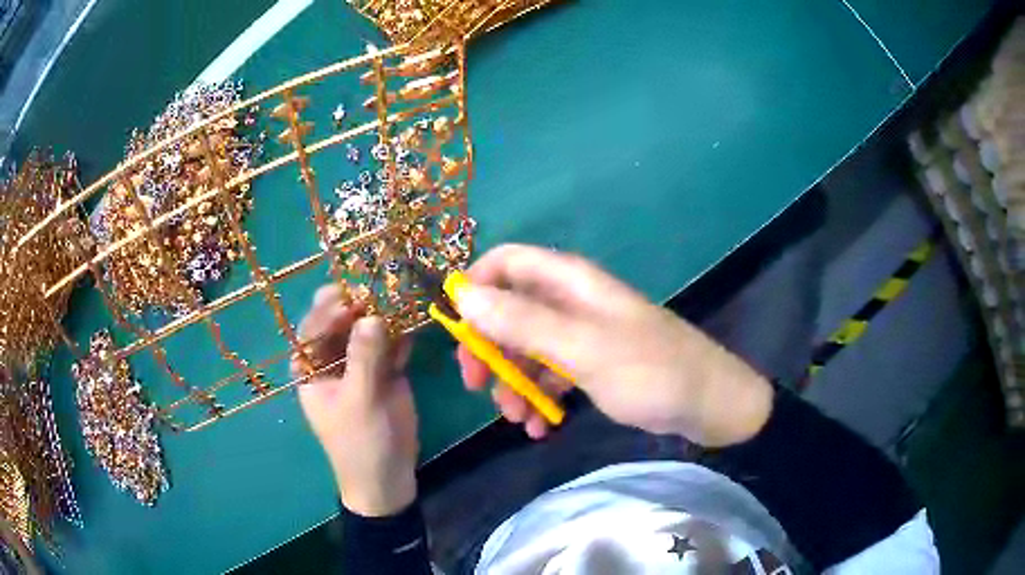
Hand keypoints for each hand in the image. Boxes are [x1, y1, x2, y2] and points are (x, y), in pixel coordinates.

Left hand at [292, 285, 417, 515]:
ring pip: (369, 330)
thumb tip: (371, 316)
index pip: (313, 327)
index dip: (329, 309)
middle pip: (342, 322)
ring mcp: (360, 363)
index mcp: (311, 367)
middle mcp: (333, 359)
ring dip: (385, 316)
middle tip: (379, 291)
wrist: (389, 479)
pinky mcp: (386, 371)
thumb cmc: (361, 444)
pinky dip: (402, 335)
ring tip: (401, 300)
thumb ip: (364, 359)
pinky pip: (392, 345)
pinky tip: (413, 326)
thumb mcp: (359, 402)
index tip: (350, 295)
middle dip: (360, 305)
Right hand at [455, 244, 773, 446]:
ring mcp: (581, 334)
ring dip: (513, 382)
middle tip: (476, 385)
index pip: (507, 262)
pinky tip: (541, 427)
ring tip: (517, 419)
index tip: (457, 329)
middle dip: (489, 347)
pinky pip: (550, 374)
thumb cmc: (651, 371)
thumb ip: (522, 322)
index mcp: (570, 282)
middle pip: (510, 309)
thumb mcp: (583, 349)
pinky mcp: (591, 364)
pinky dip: (540, 397)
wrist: (708, 404)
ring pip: (526, 347)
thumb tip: (463, 295)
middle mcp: (571, 301)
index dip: (476, 287)